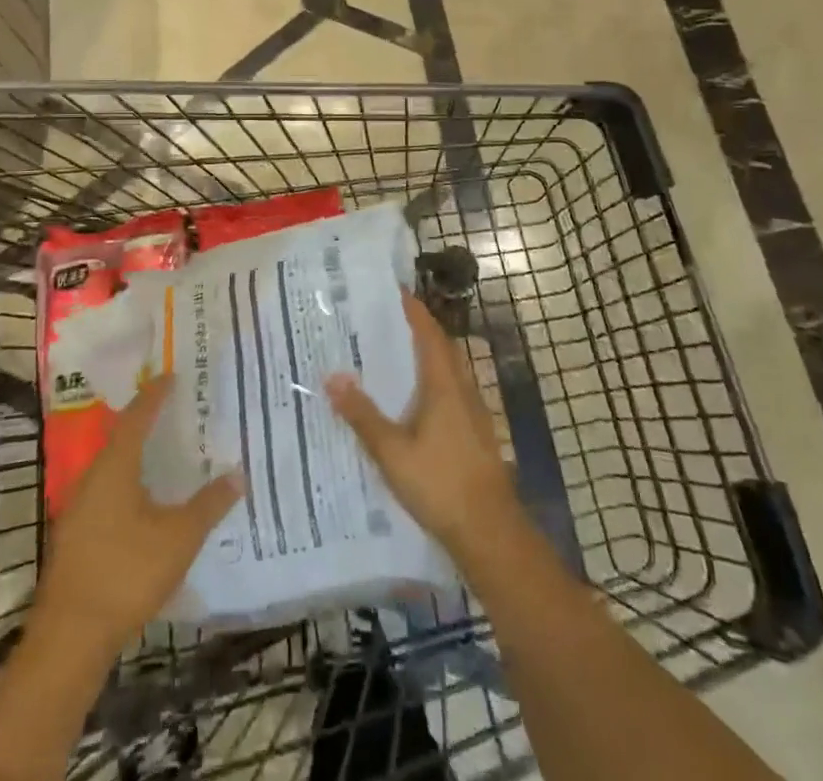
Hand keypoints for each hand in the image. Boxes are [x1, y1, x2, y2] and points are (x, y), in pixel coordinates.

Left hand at [35, 376, 242, 651]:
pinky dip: (128, 485)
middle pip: (121, 439)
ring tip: (165, 451)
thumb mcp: (179, 538)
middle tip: (174, 410)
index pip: (137, 417)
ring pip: (112, 469)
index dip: (155, 395)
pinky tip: (146, 502)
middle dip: (146, 423)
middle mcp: (92, 478)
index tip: (171, 375)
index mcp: (115, 467)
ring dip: (137, 456)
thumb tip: (237, 474)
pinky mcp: (75, 538)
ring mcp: (78, 510)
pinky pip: (106, 494)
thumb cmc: (126, 574)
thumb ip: (209, 505)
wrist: (69, 639)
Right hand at [325, 296, 518, 558]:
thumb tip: (332, 377)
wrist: (490, 532)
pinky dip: (435, 383)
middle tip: (391, 319)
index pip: (429, 334)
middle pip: (444, 349)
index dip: (414, 311)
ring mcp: (474, 413)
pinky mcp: (477, 435)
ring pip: (451, 372)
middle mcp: (463, 390)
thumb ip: (362, 415)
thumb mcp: (392, 452)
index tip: (397, 291)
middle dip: (421, 330)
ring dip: (429, 356)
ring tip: (399, 355)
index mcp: (444, 385)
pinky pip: (453, 393)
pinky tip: (417, 403)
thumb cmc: (440, 484)